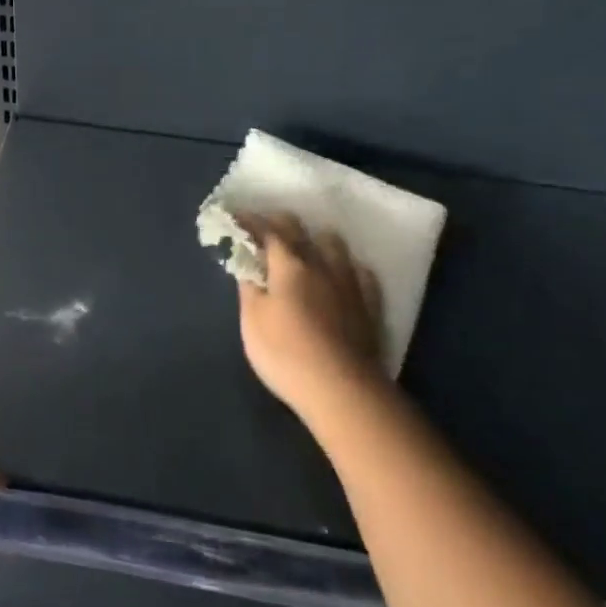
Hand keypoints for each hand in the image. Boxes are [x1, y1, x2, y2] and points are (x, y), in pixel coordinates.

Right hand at [236, 213, 387, 424]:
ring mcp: (349, 284)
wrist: (341, 389)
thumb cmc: (285, 353)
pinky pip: (360, 273)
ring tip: (307, 250)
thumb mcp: (252, 320)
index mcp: (289, 265)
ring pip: (335, 246)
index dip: (250, 221)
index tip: (235, 216)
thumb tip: (248, 264)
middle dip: (280, 223)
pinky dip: (346, 268)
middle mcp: (321, 265)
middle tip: (265, 228)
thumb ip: (249, 287)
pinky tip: (342, 276)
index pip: (267, 231)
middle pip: (301, 231)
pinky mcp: (369, 306)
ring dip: (316, 240)